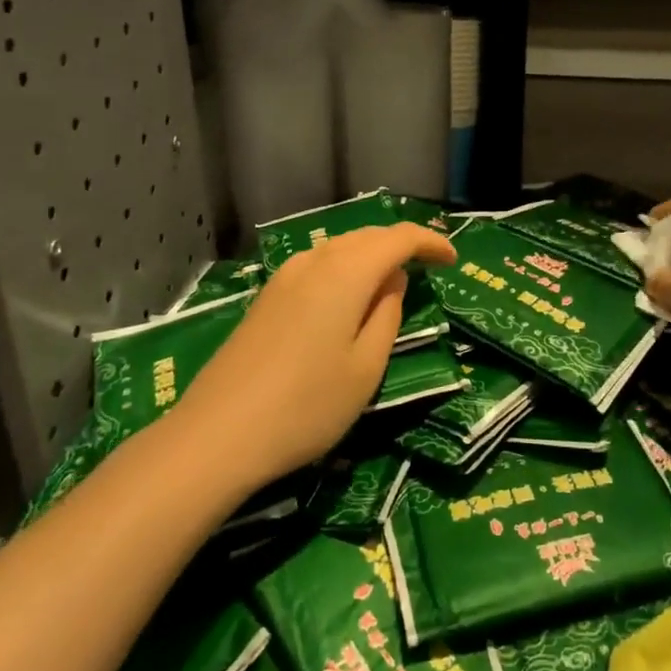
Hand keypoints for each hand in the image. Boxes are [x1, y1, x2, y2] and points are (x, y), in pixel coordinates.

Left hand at [171, 222, 455, 489]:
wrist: (217, 435)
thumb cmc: (306, 405)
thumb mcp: (366, 368)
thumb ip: (386, 315)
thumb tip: (392, 280)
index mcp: (346, 272)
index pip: (399, 238)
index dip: (430, 242)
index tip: (453, 260)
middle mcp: (315, 261)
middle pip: (367, 236)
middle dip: (401, 244)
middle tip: (428, 265)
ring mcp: (285, 276)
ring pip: (340, 247)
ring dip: (371, 254)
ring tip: (391, 279)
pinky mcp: (267, 297)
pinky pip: (318, 264)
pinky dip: (344, 268)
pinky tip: (347, 295)